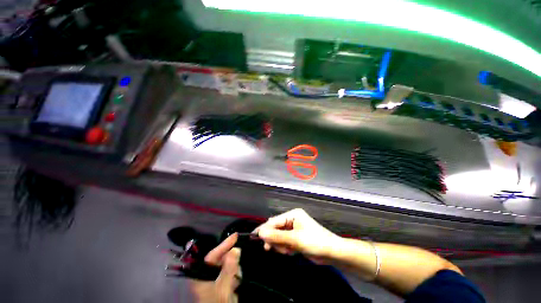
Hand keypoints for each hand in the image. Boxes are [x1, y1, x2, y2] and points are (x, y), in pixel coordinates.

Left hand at [190, 233, 240, 302]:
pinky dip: (235, 275)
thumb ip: (229, 269)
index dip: (224, 245)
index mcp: (201, 275)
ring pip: (228, 264)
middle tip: (236, 271)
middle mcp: (207, 274)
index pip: (212, 256)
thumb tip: (236, 249)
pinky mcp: (222, 281)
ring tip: (235, 283)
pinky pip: (231, 271)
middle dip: (231, 262)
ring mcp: (215, 278)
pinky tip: (235, 284)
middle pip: (221, 259)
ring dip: (234, 270)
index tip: (236, 235)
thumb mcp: (224, 288)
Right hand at [255, 209, 341, 258]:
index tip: (255, 237)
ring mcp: (294, 229)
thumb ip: (277, 236)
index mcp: (293, 215)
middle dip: (274, 239)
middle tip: (269, 248)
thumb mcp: (295, 239)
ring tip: (286, 251)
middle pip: (276, 228)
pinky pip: (284, 242)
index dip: (265, 229)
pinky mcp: (296, 238)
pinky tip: (290, 252)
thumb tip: (261, 233)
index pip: (275, 221)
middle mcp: (292, 220)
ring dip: (280, 245)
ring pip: (279, 236)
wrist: (332, 253)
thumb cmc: (315, 242)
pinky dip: (285, 248)